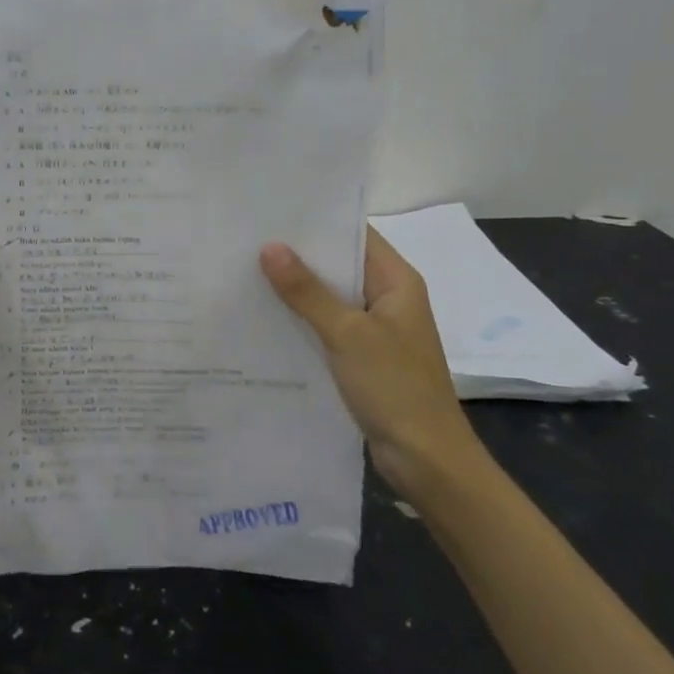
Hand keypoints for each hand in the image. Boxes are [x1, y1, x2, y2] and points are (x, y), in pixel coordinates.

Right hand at [260, 227, 486, 498]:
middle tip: (247, 240)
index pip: (354, 235)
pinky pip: (328, 328)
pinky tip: (265, 318)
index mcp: (397, 282)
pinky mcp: (363, 358)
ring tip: (246, 272)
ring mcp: (376, 330)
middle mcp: (388, 299)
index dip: (317, 222)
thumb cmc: (395, 388)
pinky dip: (302, 321)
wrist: (427, 461)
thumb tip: (270, 247)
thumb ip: (307, 291)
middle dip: (298, 255)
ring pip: (330, 298)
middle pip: (339, 265)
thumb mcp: (347, 334)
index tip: (271, 212)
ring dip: (296, 290)